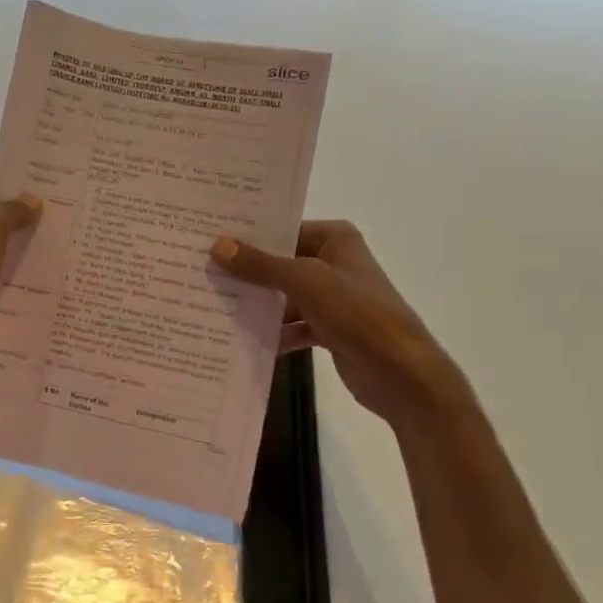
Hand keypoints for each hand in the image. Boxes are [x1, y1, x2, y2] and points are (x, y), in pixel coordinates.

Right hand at [210, 221, 467, 427]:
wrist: (401, 373)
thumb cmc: (357, 313)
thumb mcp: (304, 281)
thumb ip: (260, 265)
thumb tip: (218, 245)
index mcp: (335, 239)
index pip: (283, 229)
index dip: (248, 237)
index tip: (208, 241)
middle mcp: (334, 262)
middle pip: (281, 263)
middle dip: (247, 273)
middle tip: (202, 273)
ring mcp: (332, 297)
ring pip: (284, 296)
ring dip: (257, 305)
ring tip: (214, 307)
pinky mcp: (330, 329)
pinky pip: (292, 325)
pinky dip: (274, 332)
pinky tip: (242, 340)